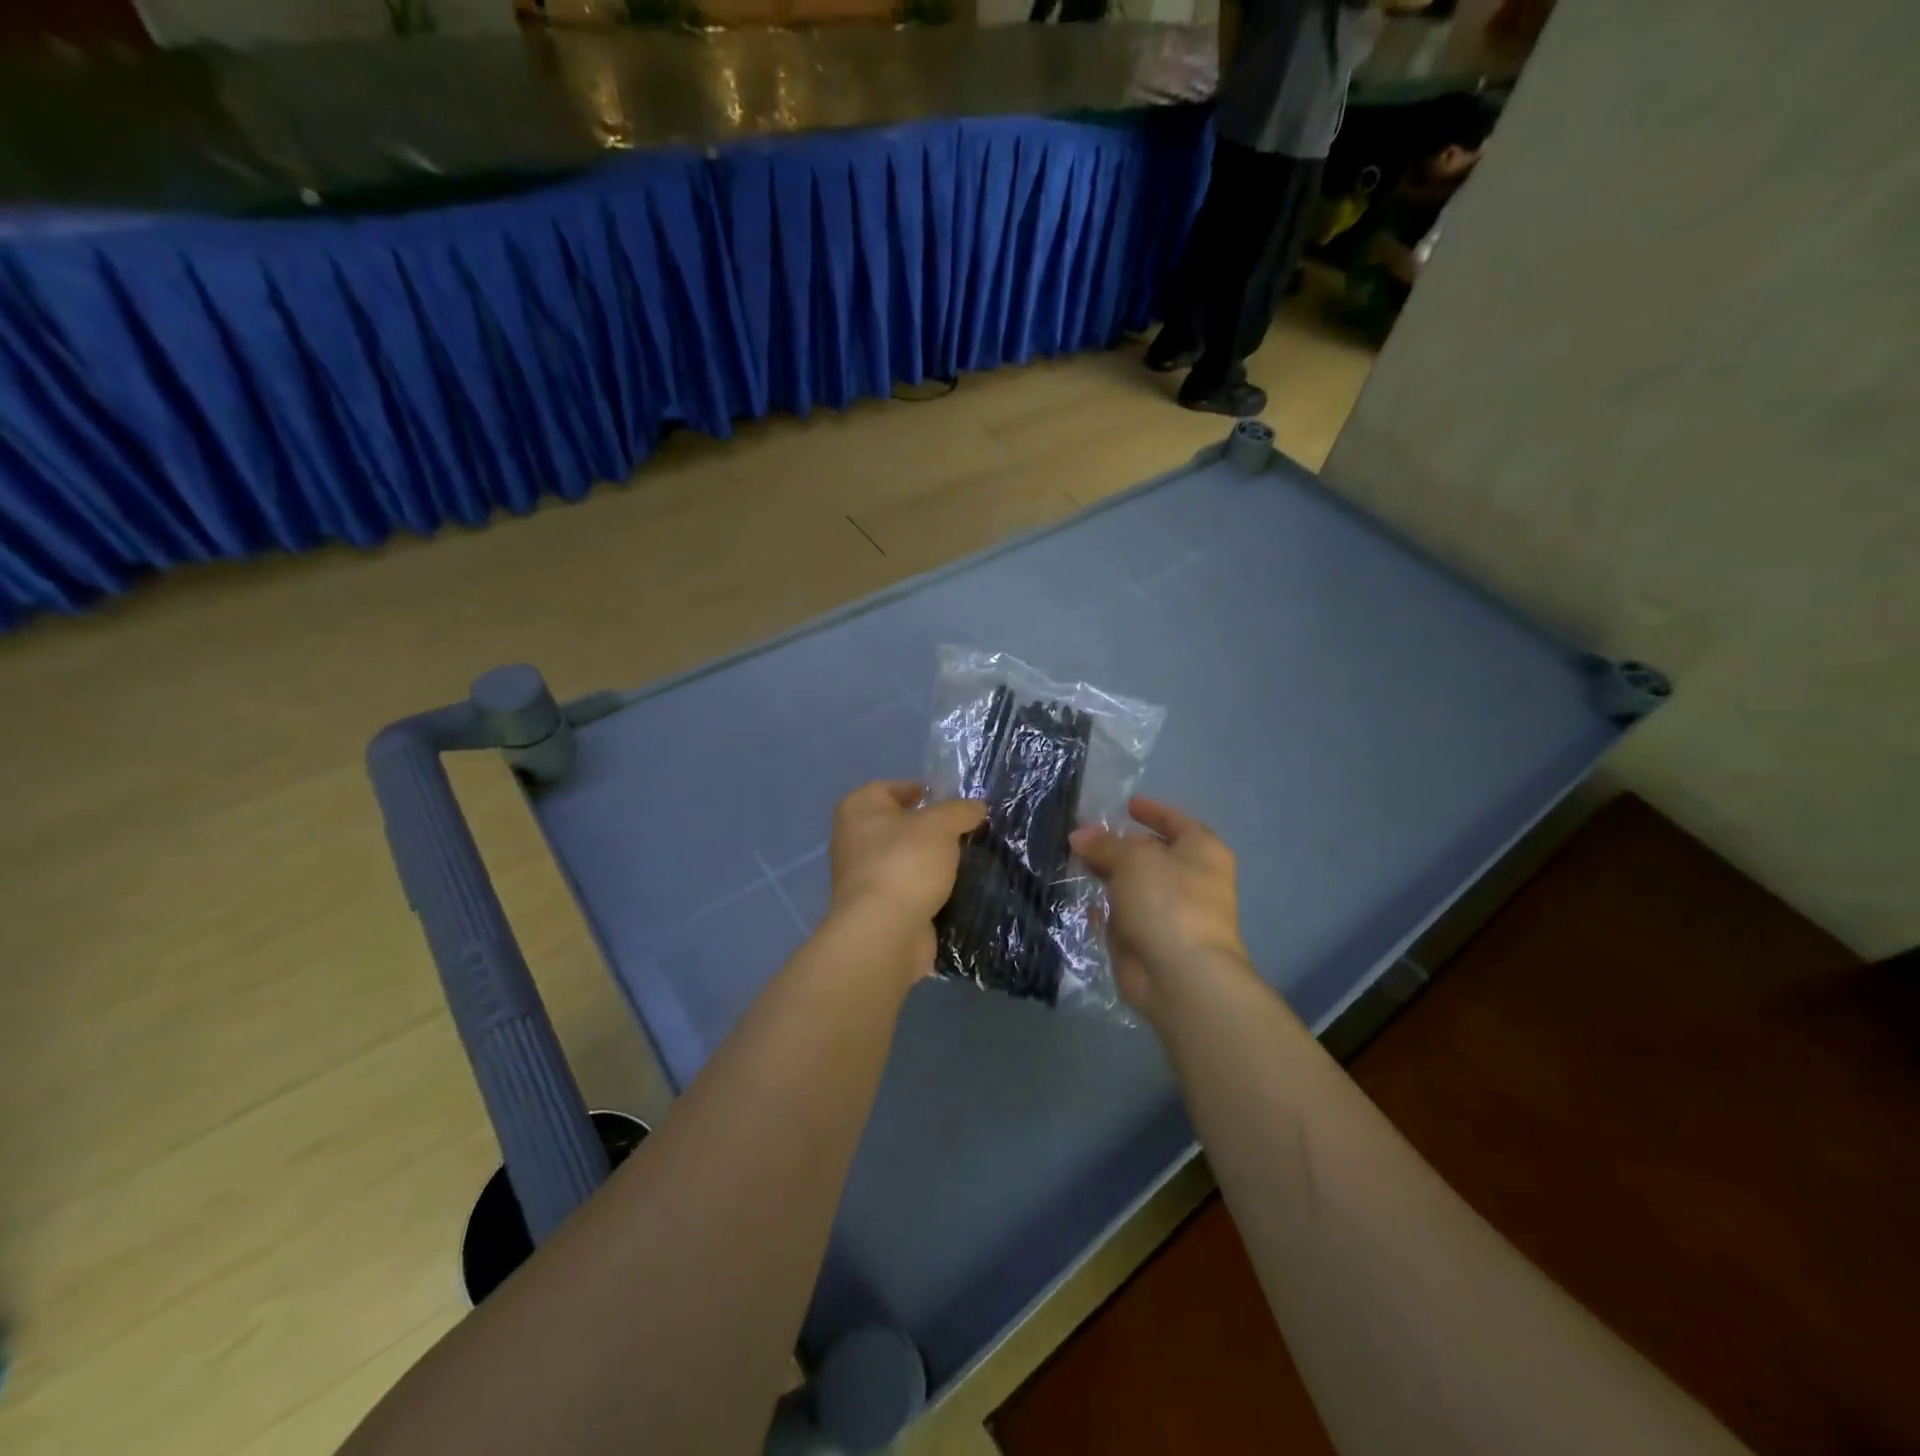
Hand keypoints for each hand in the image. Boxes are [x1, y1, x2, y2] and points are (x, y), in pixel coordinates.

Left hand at [828, 782, 986, 985]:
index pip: (888, 788)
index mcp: (858, 809)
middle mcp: (852, 839)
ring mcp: (861, 877)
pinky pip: (906, 889)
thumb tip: (976, 807)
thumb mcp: (940, 825)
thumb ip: (960, 811)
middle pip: (896, 825)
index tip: (949, 801)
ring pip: (902, 859)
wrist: (884, 931)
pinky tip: (952, 889)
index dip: (918, 790)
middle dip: (928, 828)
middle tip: (962, 831)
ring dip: (928, 861)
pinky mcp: (875, 908)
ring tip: (963, 860)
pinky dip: (925, 889)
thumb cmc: (905, 862)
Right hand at [1070, 797, 1255, 1022]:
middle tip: (1083, 835)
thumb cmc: (1167, 901)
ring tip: (1073, 862)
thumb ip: (1104, 844)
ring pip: (1134, 886)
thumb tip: (1079, 835)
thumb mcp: (1132, 860)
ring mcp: (1171, 912)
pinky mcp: (1151, 940)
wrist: (1181, 975)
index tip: (1128, 804)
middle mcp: (1191, 879)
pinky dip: (1107, 909)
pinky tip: (1084, 903)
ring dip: (1108, 876)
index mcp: (1201, 851)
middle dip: (1118, 845)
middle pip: (1150, 854)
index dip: (1152, 811)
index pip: (1175, 822)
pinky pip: (1124, 916)